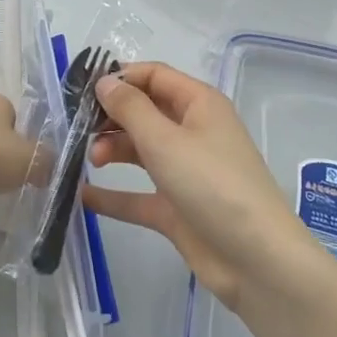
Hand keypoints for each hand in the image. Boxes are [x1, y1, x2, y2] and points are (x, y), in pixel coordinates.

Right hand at [83, 62, 316, 309]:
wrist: (257, 261)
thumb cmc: (212, 184)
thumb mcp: (165, 140)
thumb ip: (130, 108)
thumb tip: (105, 81)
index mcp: (199, 105)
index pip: (154, 76)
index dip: (120, 78)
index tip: (82, 90)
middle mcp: (192, 132)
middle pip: (144, 112)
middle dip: (111, 117)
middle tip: (79, 129)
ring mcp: (184, 171)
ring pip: (139, 150)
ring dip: (111, 150)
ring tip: (90, 160)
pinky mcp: (176, 208)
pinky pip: (138, 194)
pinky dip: (113, 194)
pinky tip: (82, 196)